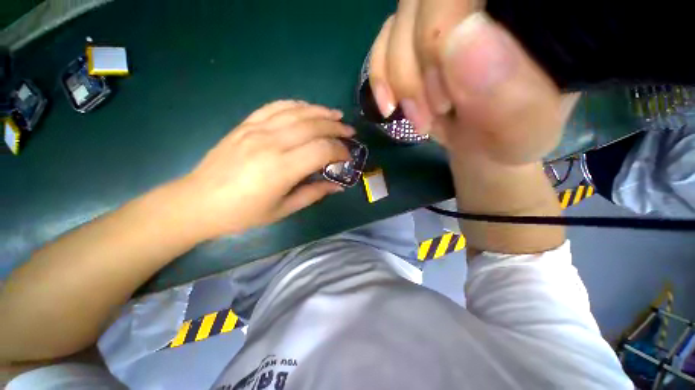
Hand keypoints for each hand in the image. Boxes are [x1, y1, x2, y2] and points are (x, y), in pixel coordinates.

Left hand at [181, 101, 353, 239]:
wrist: (198, 202)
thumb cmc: (243, 213)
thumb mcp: (283, 209)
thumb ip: (314, 193)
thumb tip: (338, 186)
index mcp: (281, 168)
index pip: (321, 150)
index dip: (340, 151)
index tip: (348, 157)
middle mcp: (270, 143)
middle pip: (313, 126)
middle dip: (336, 128)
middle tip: (350, 132)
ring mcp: (256, 129)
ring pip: (297, 111)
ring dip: (321, 112)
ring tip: (336, 116)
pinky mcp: (246, 124)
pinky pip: (275, 106)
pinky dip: (296, 105)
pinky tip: (308, 108)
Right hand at [369, 8, 562, 169]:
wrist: (482, 144)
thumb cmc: (509, 140)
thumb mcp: (520, 132)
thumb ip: (507, 94)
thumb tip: (459, 39)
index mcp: (532, 10)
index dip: (444, 31)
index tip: (446, 99)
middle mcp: (487, 2)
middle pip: (428, 0)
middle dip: (419, 65)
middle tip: (433, 114)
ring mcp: (449, 13)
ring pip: (402, 19)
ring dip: (401, 80)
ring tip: (422, 120)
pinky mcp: (419, 34)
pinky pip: (384, 39)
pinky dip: (381, 76)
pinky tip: (390, 106)